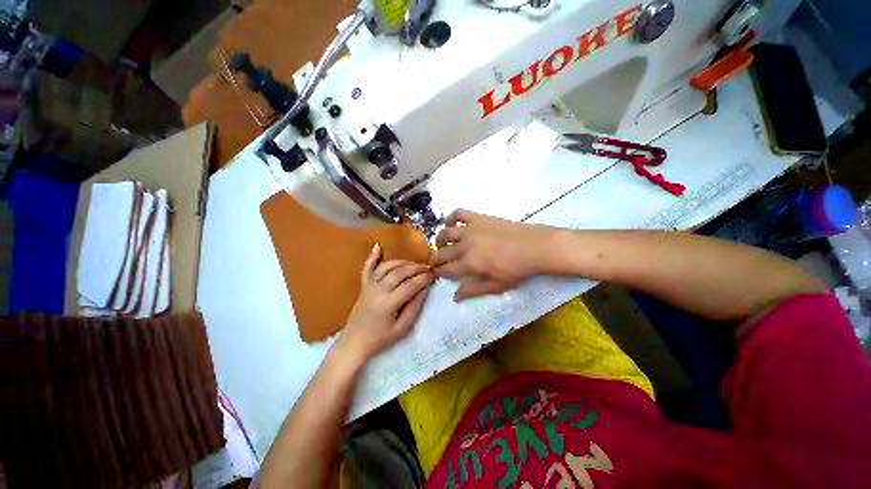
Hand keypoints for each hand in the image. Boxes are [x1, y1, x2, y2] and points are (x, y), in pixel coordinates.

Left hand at [337, 244, 433, 362]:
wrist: (354, 342)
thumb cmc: (379, 339)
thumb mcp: (401, 329)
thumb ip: (414, 308)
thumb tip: (424, 290)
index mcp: (388, 303)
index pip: (410, 285)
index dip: (424, 278)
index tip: (434, 275)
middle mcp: (378, 290)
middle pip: (400, 272)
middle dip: (416, 268)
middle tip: (428, 268)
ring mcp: (369, 286)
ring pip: (387, 267)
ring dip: (402, 262)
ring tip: (414, 263)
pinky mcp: (363, 285)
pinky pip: (367, 268)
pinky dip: (372, 257)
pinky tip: (378, 246)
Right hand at [430, 209, 554, 300]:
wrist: (535, 247)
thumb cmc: (517, 269)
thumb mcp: (496, 285)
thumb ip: (473, 290)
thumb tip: (455, 297)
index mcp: (470, 264)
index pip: (446, 269)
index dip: (439, 272)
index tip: (437, 273)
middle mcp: (465, 245)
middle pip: (442, 253)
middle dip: (435, 259)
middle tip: (436, 262)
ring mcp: (470, 229)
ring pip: (445, 233)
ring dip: (439, 240)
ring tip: (441, 244)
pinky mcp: (478, 218)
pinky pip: (459, 213)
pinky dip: (451, 218)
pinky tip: (452, 224)